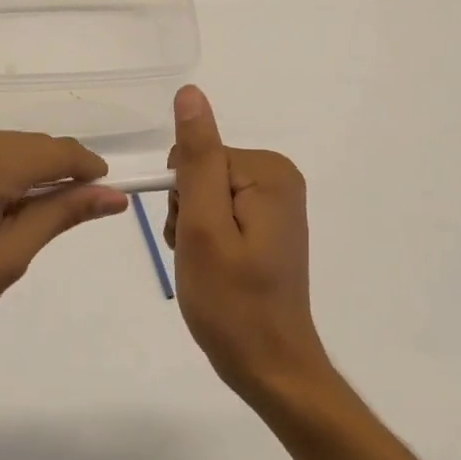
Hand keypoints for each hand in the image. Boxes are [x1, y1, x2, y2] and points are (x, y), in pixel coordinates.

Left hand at [0, 123, 128, 376]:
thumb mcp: (0, 265)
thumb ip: (56, 218)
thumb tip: (110, 194)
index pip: (56, 151)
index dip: (88, 171)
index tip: (108, 198)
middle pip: (28, 145)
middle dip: (54, 177)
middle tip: (54, 229)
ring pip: (0, 148)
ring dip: (20, 177)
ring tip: (10, 231)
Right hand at [164, 85, 329, 403]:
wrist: (271, 366)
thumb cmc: (232, 302)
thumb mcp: (203, 227)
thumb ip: (196, 158)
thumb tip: (190, 93)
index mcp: (267, 171)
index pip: (195, 156)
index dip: (182, 199)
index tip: (194, 237)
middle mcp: (278, 176)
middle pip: (200, 171)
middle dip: (188, 213)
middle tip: (201, 256)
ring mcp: (276, 200)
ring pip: (205, 193)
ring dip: (193, 228)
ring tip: (208, 266)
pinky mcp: (269, 222)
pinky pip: (220, 210)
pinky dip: (208, 238)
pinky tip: (217, 267)